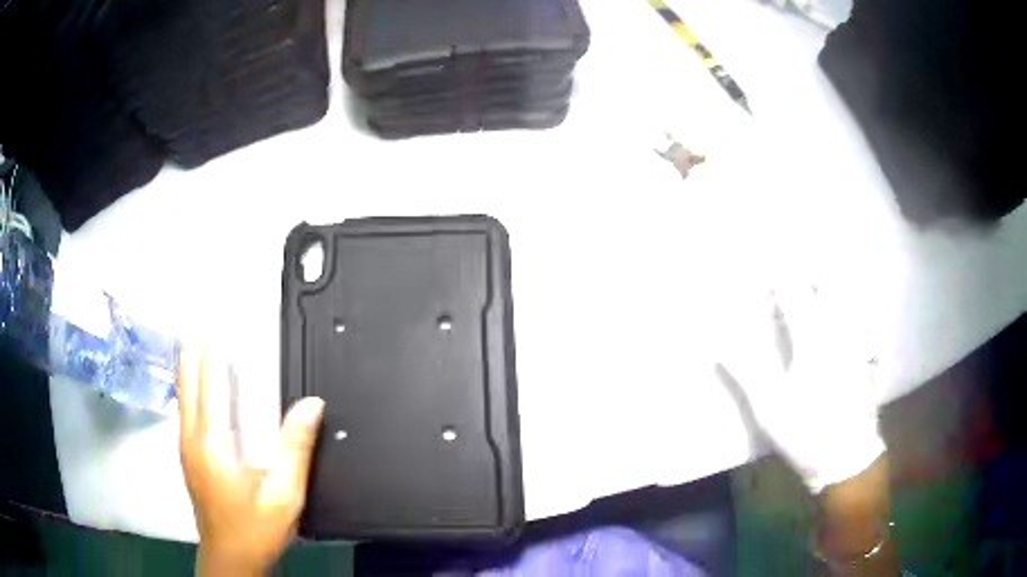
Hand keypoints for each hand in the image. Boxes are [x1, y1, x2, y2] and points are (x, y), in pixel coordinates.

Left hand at [177, 345, 324, 575]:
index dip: (211, 354)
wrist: (230, 559)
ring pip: (182, 399)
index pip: (210, 387)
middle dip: (191, 353)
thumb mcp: (284, 493)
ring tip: (191, 345)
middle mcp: (193, 442)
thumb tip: (311, 405)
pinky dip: (188, 390)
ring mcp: (186, 451)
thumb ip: (296, 448)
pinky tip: (193, 388)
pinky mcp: (188, 459)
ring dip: (187, 369)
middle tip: (196, 324)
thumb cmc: (255, 529)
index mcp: (213, 446)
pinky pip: (185, 413)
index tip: (213, 326)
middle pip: (188, 387)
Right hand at [715, 281, 884, 491]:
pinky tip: (848, 318)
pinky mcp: (865, 359)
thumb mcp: (769, 407)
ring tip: (818, 282)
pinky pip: (861, 321)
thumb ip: (746, 371)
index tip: (767, 261)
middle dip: (809, 271)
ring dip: (831, 287)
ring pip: (847, 301)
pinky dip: (850, 311)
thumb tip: (717, 343)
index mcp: (812, 339)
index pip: (794, 293)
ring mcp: (855, 344)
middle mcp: (837, 332)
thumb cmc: (806, 431)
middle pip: (827, 287)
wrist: (847, 458)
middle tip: (794, 267)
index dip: (779, 274)